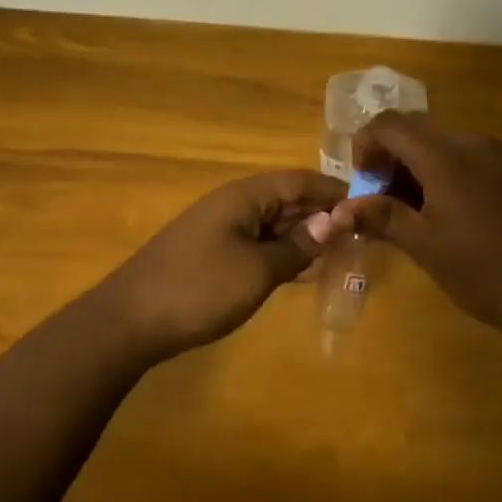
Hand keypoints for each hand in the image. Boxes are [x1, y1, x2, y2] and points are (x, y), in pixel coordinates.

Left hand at [101, 171, 346, 358]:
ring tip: (344, 253)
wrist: (131, 320)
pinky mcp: (214, 254)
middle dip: (323, 214)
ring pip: (274, 223)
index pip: (299, 181)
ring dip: (305, 235)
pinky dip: (283, 253)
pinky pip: (258, 244)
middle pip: (287, 199)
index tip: (370, 205)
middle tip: (363, 235)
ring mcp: (222, 229)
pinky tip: (304, 271)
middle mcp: (234, 204)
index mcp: (245, 196)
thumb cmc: (199, 289)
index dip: (334, 191)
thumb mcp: (257, 271)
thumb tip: (333, 221)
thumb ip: (296, 246)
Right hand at [331, 112, 501, 349]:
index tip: (363, 183)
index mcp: (444, 156)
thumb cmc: (487, 271)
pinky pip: (468, 161)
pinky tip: (450, 217)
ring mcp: (499, 157)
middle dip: (389, 160)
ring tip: (413, 215)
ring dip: (417, 169)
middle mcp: (471, 144)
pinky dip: (445, 176)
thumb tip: (341, 210)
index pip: (389, 124)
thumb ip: (382, 218)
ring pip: (442, 147)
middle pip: (415, 131)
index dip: (365, 145)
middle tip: (381, 202)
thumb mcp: (426, 247)